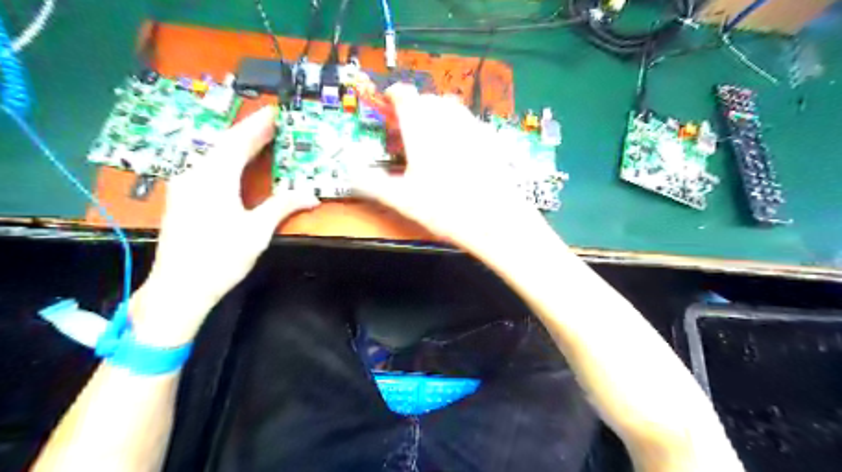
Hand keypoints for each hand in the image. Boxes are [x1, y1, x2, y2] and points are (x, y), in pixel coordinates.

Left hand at [132, 105, 320, 345]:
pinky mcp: (183, 199)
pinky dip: (226, 160)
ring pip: (213, 156)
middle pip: (224, 145)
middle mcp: (195, 174)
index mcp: (214, 178)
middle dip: (249, 132)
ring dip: (237, 145)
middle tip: (272, 123)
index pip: (239, 142)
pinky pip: (207, 169)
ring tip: (258, 140)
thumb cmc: (220, 257)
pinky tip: (235, 165)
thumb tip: (312, 196)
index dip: (258, 126)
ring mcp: (186, 187)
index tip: (275, 112)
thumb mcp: (257, 231)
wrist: (179, 288)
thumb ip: (283, 206)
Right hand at [355, 85, 553, 254]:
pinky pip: (469, 121)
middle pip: (427, 99)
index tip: (388, 103)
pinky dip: (458, 125)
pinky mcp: (490, 139)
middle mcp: (447, 120)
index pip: (405, 95)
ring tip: (431, 135)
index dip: (394, 95)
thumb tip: (352, 174)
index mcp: (421, 128)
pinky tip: (458, 149)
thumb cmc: (445, 208)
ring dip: (437, 113)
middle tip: (407, 128)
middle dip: (415, 107)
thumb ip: (373, 184)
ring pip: (451, 107)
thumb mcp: (403, 199)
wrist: (495, 218)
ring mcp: (472, 127)